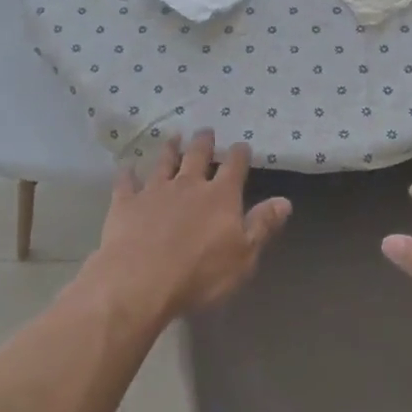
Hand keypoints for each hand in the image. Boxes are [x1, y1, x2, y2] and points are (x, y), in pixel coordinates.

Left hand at [84, 132, 291, 323]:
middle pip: (197, 156)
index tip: (242, 145)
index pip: (234, 167)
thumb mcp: (244, 256)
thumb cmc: (200, 274)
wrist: (140, 281)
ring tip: (173, 137)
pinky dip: (128, 174)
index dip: (239, 154)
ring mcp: (154, 191)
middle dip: (204, 142)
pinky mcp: (126, 203)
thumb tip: (284, 201)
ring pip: (164, 162)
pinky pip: (126, 183)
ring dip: (169, 149)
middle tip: (206, 130)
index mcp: (220, 197)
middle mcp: (188, 185)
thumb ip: (262, 226)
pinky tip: (127, 167)